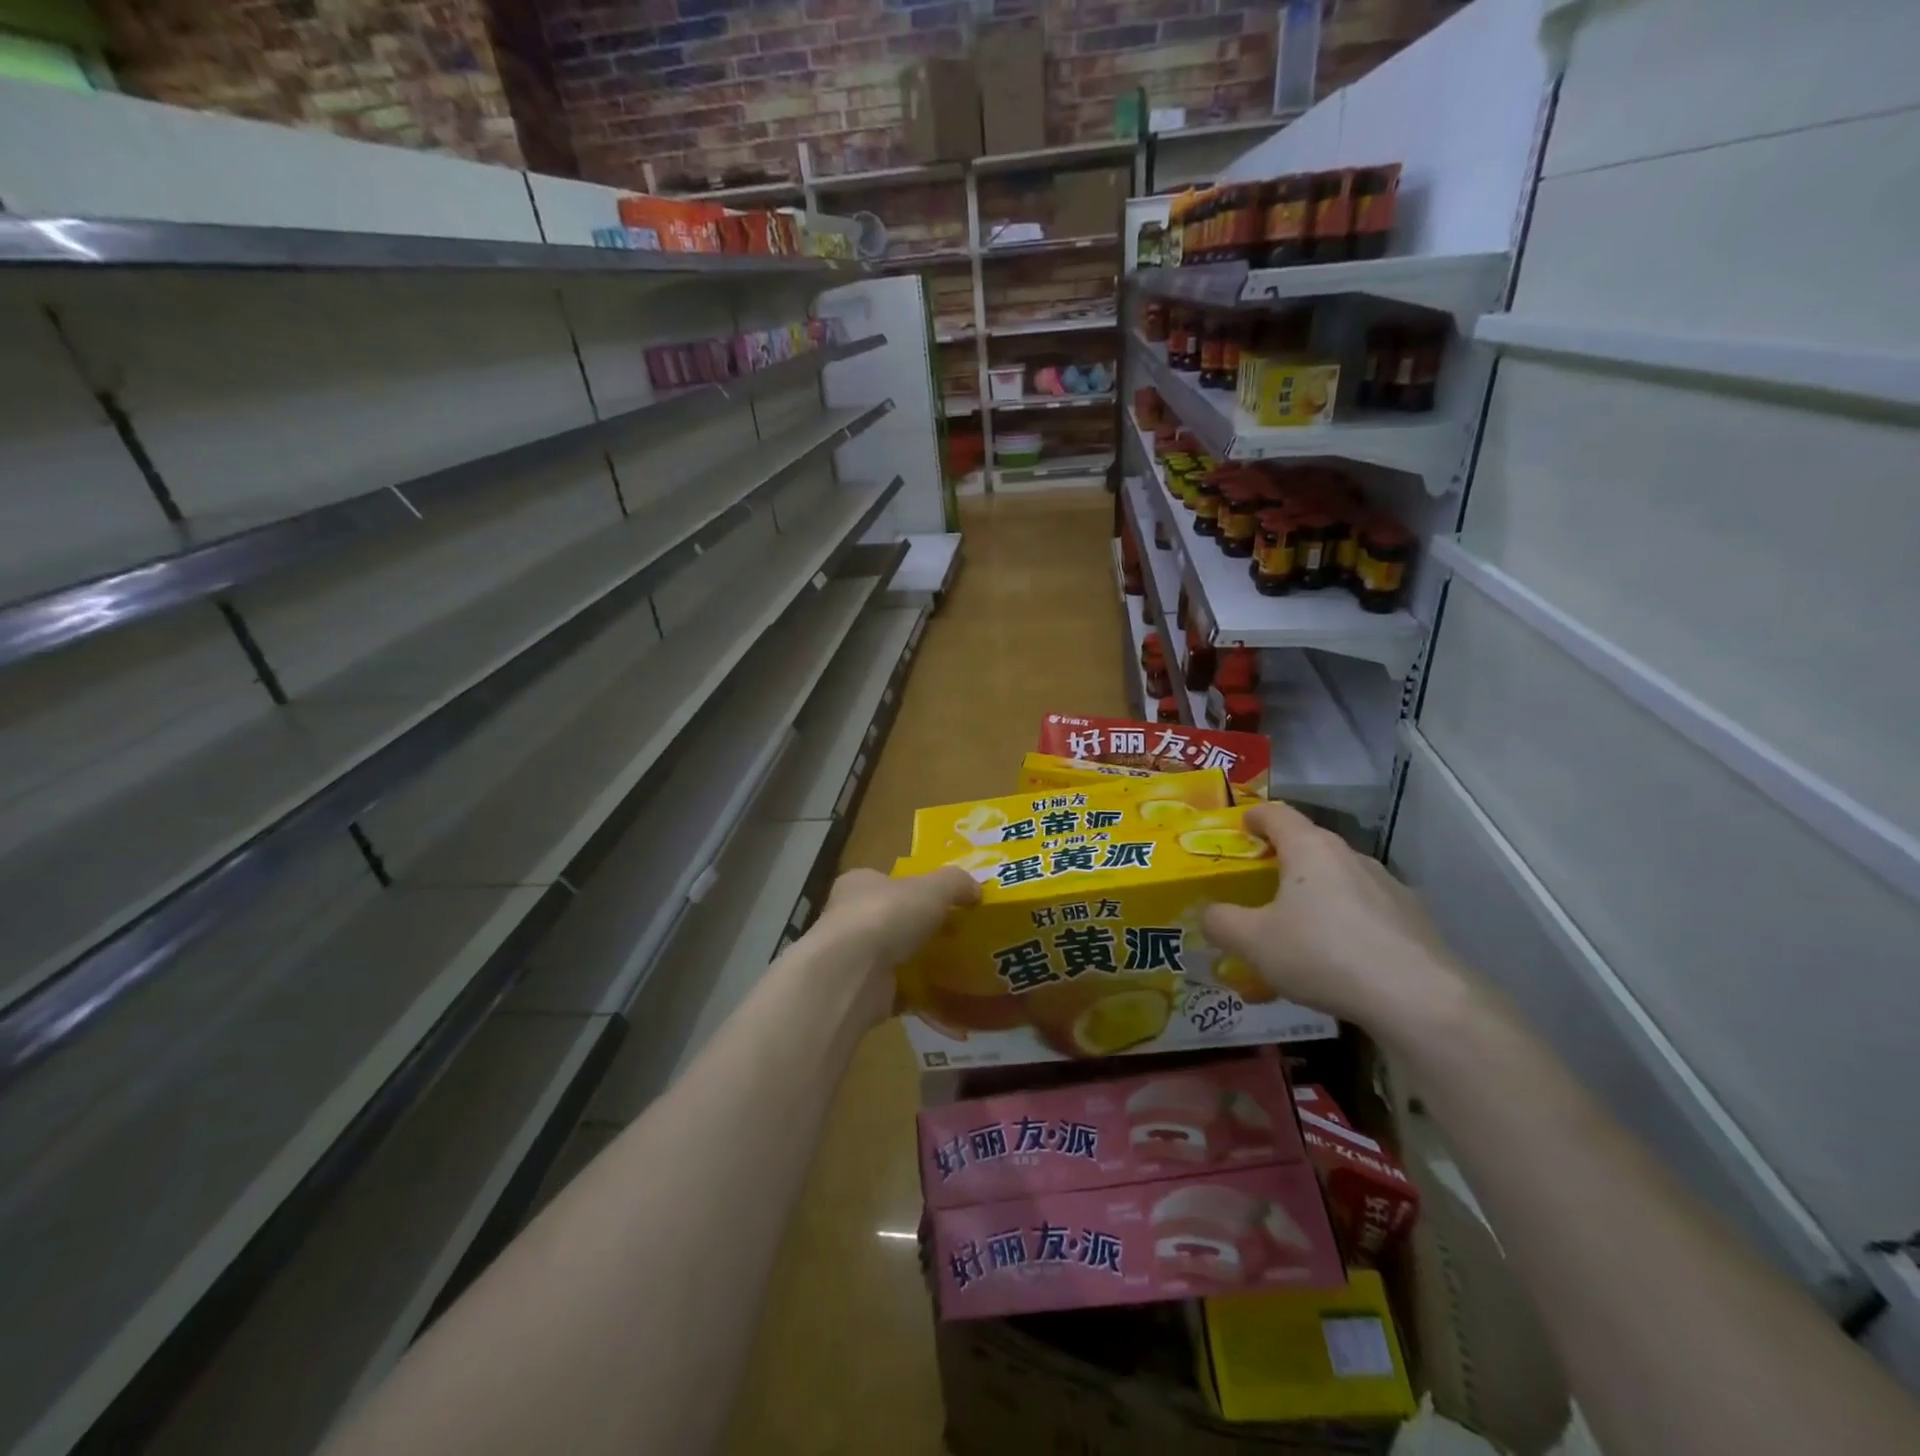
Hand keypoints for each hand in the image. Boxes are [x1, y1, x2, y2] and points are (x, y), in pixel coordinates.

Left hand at [810, 866, 978, 1023]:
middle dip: (920, 929)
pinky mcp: (861, 993)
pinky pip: (899, 993)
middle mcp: (849, 918)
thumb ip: (956, 883)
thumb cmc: (888, 915)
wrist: (853, 973)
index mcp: (859, 884)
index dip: (913, 889)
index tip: (943, 902)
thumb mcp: (933, 887)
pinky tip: (948, 1000)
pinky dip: (920, 998)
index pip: (886, 882)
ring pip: (894, 958)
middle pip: (891, 920)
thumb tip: (976, 890)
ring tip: (959, 969)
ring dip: (920, 964)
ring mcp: (853, 958)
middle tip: (956, 936)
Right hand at [1201, 802, 1468, 1041]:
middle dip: (1283, 859)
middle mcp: (1350, 856)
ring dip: (1316, 893)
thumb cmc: (1323, 954)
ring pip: (1340, 879)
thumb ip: (1222, 923)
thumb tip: (1209, 914)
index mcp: (1310, 849)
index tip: (1241, 826)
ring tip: (1298, 928)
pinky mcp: (1413, 919)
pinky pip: (1366, 910)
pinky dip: (1346, 922)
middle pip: (1310, 845)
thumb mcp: (1253, 942)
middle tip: (1259, 884)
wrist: (1419, 999)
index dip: (1255, 816)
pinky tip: (1339, 959)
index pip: (1277, 814)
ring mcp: (1388, 886)